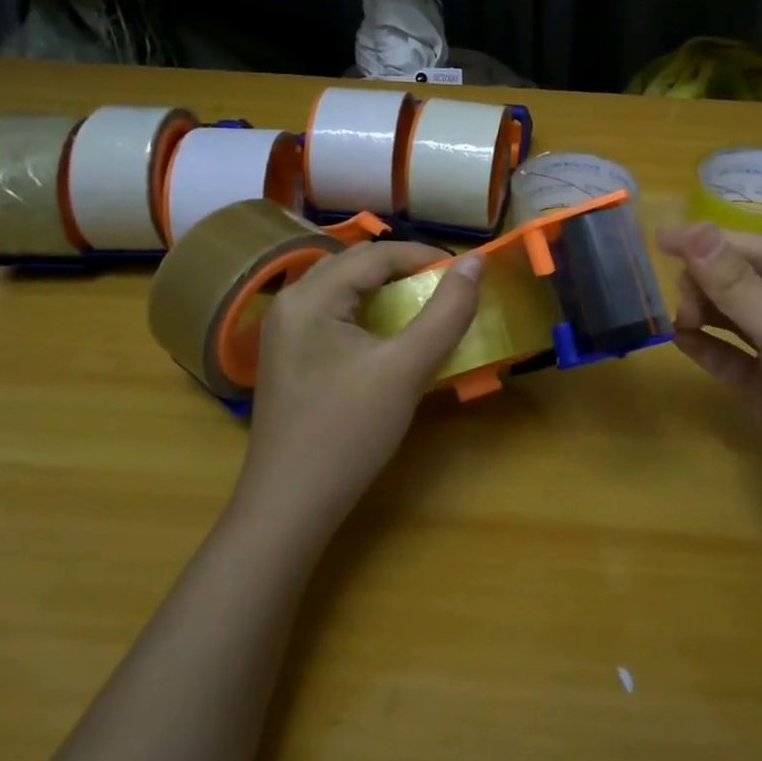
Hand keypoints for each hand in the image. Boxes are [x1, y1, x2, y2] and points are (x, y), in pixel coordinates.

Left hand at [234, 243, 483, 542]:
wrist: (290, 506)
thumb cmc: (349, 431)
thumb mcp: (407, 368)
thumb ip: (446, 312)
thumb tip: (477, 262)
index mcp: (311, 296)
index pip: (375, 254)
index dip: (424, 255)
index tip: (466, 273)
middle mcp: (290, 303)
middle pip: (355, 265)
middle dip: (404, 269)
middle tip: (446, 287)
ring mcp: (284, 332)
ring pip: (343, 289)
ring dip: (385, 290)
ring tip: (423, 305)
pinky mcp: (289, 358)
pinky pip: (333, 315)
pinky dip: (367, 313)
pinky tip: (389, 336)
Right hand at [658, 222, 761, 543]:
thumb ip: (737, 285)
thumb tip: (693, 229)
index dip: (712, 243)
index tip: (662, 240)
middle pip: (747, 283)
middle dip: (710, 284)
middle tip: (681, 302)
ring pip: (737, 319)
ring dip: (706, 313)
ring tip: (680, 321)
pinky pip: (733, 357)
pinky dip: (708, 346)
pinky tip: (681, 340)